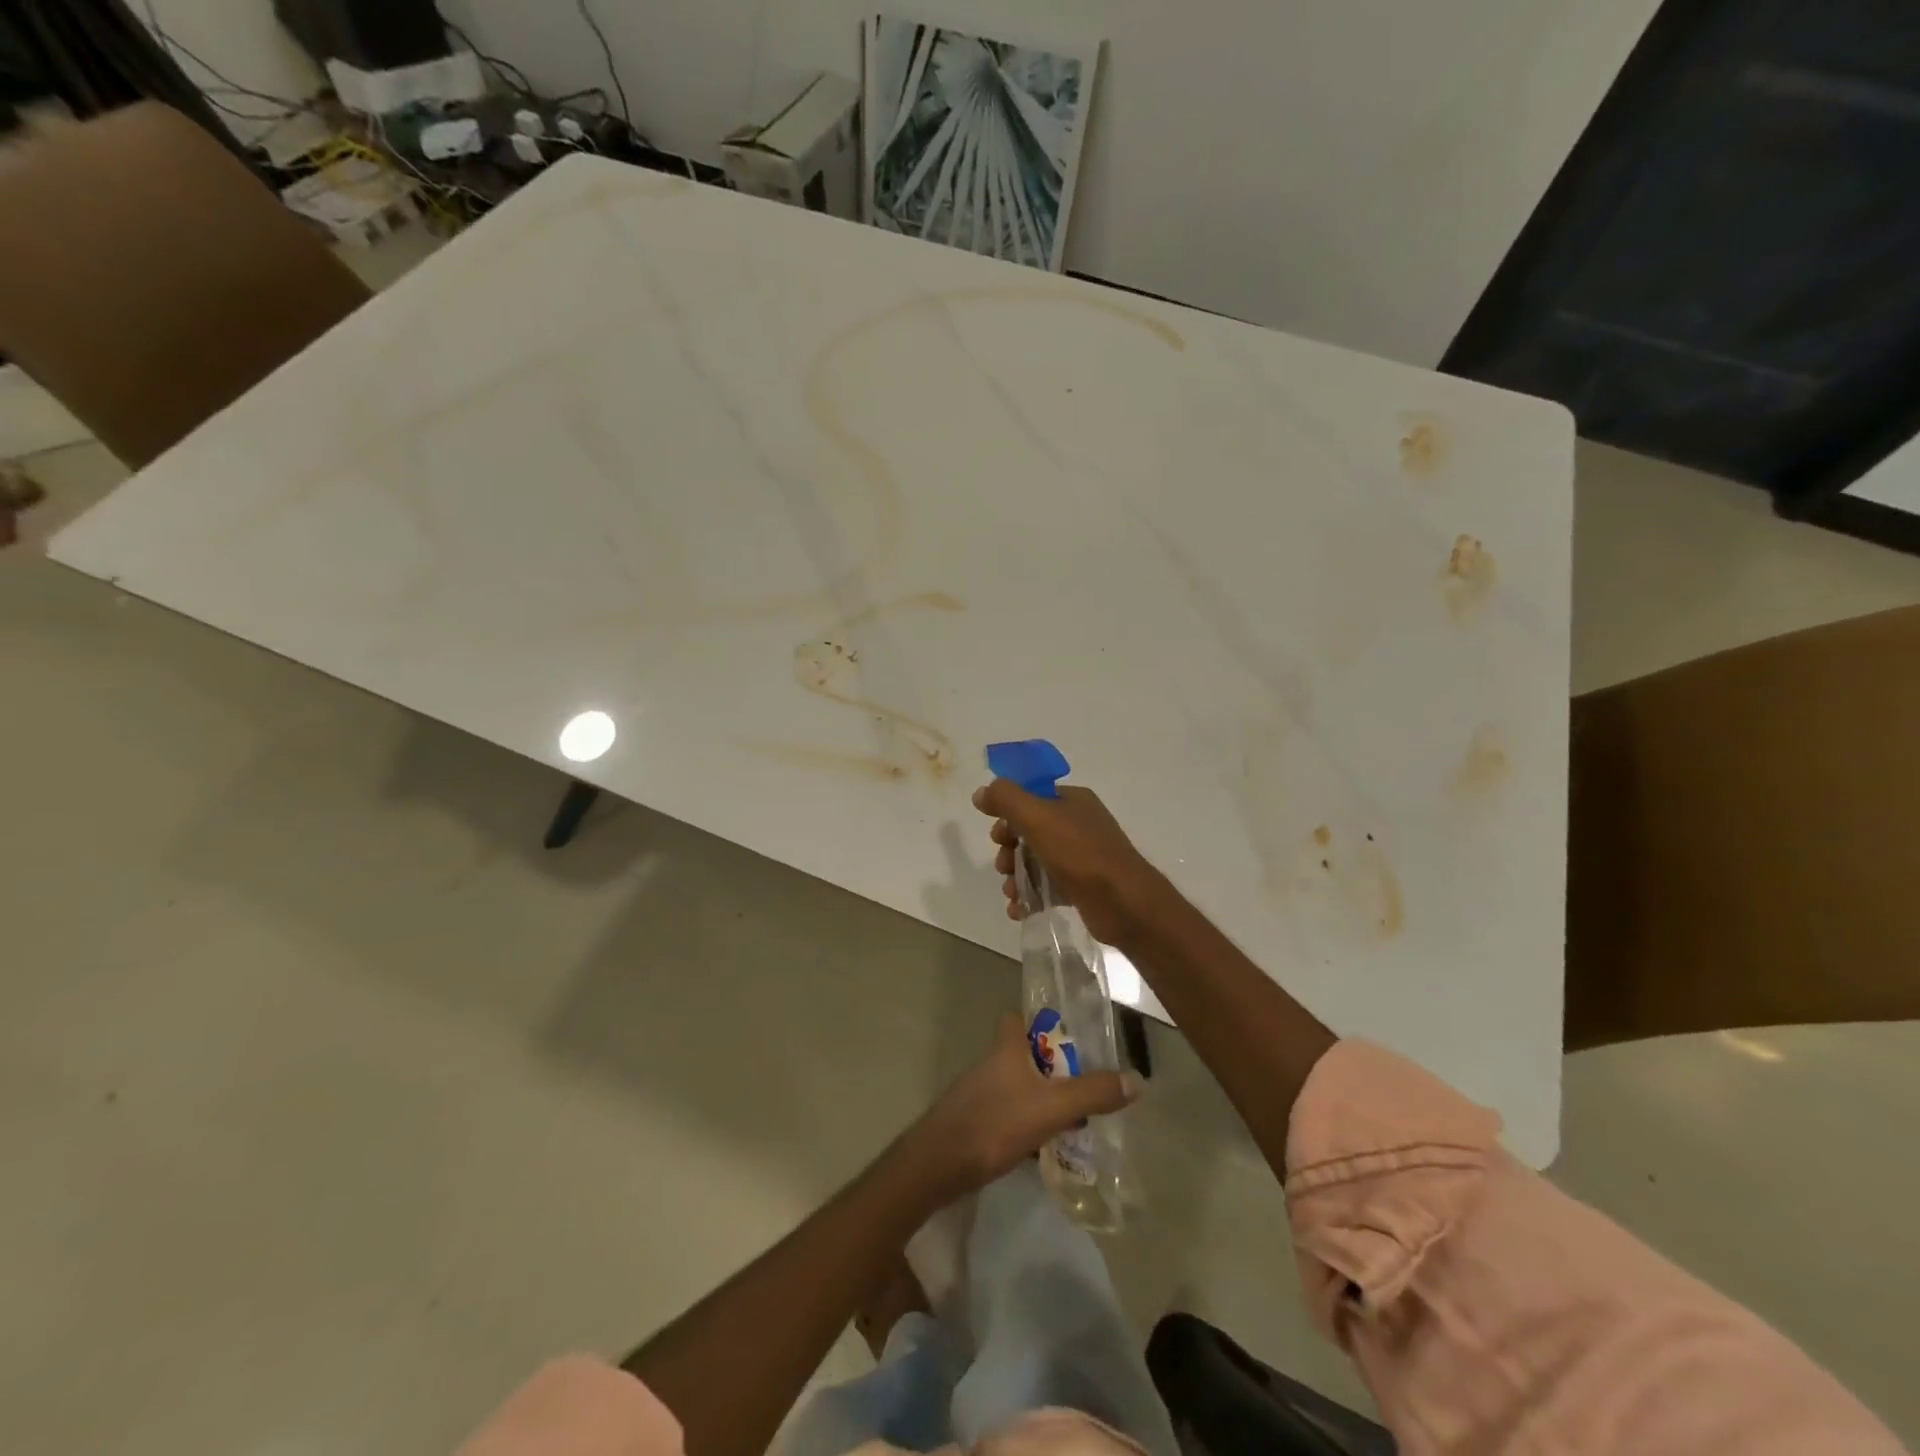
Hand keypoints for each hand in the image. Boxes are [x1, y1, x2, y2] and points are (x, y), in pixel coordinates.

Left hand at [902, 1013, 1140, 1202]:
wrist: (937, 1165)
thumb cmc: (994, 1123)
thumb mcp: (1051, 1107)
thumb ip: (1092, 1093)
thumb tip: (1136, 1080)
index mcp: (1005, 1049)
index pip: (1015, 1019)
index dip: (1038, 1022)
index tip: (1068, 1036)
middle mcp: (989, 1065)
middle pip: (1021, 1056)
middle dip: (1049, 1068)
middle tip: (1081, 1085)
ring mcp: (977, 1095)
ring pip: (1015, 1088)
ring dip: (1039, 1099)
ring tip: (1071, 1120)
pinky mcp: (971, 1124)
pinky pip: (1005, 1116)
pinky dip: (1024, 1125)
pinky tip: (1041, 1148)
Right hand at [972, 779, 1164, 946]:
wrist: (1123, 902)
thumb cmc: (1079, 852)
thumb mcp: (1037, 816)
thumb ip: (1006, 799)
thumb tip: (981, 792)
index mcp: (1072, 800)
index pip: (1031, 798)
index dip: (1009, 814)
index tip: (997, 835)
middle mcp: (1078, 824)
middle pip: (1030, 831)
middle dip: (1009, 850)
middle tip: (1004, 866)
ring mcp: (1081, 857)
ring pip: (1036, 861)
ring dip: (1016, 877)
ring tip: (1011, 893)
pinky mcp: (1081, 887)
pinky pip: (1047, 887)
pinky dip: (1030, 897)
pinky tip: (1019, 910)